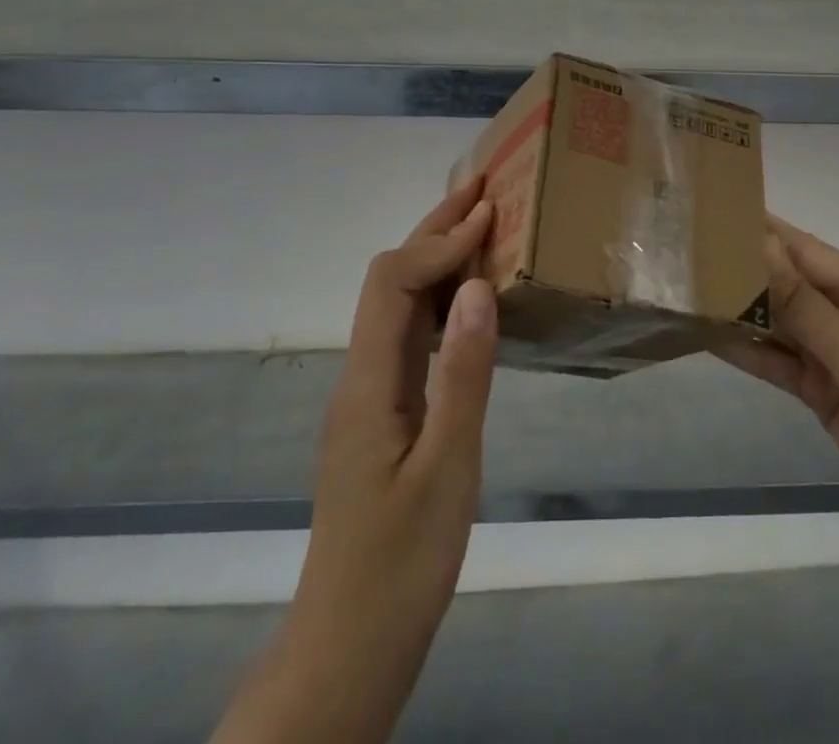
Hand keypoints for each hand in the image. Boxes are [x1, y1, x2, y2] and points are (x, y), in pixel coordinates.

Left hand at [212, 175, 498, 743]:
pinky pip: (407, 337)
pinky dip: (438, 301)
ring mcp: (367, 395)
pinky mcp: (381, 413)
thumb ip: (464, 374)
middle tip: (479, 192)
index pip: (394, 282)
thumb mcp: (448, 469)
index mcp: (368, 383)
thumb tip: (477, 286)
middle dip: (432, 231)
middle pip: (387, 280)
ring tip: (479, 231)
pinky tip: (466, 303)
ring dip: (435, 260)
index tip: (490, 215)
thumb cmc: (403, 563)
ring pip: (396, 306)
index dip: (440, 242)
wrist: (348, 646)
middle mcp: (360, 375)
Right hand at [723, 216, 838, 567]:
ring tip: (692, 291)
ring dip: (745, 313)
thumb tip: (761, 245)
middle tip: (692, 252)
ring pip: (784, 326)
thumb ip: (801, 301)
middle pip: (793, 287)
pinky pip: (783, 364)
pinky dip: (753, 353)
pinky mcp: (827, 394)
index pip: (809, 252)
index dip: (766, 233)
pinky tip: (713, 339)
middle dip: (749, 272)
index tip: (719, 212)